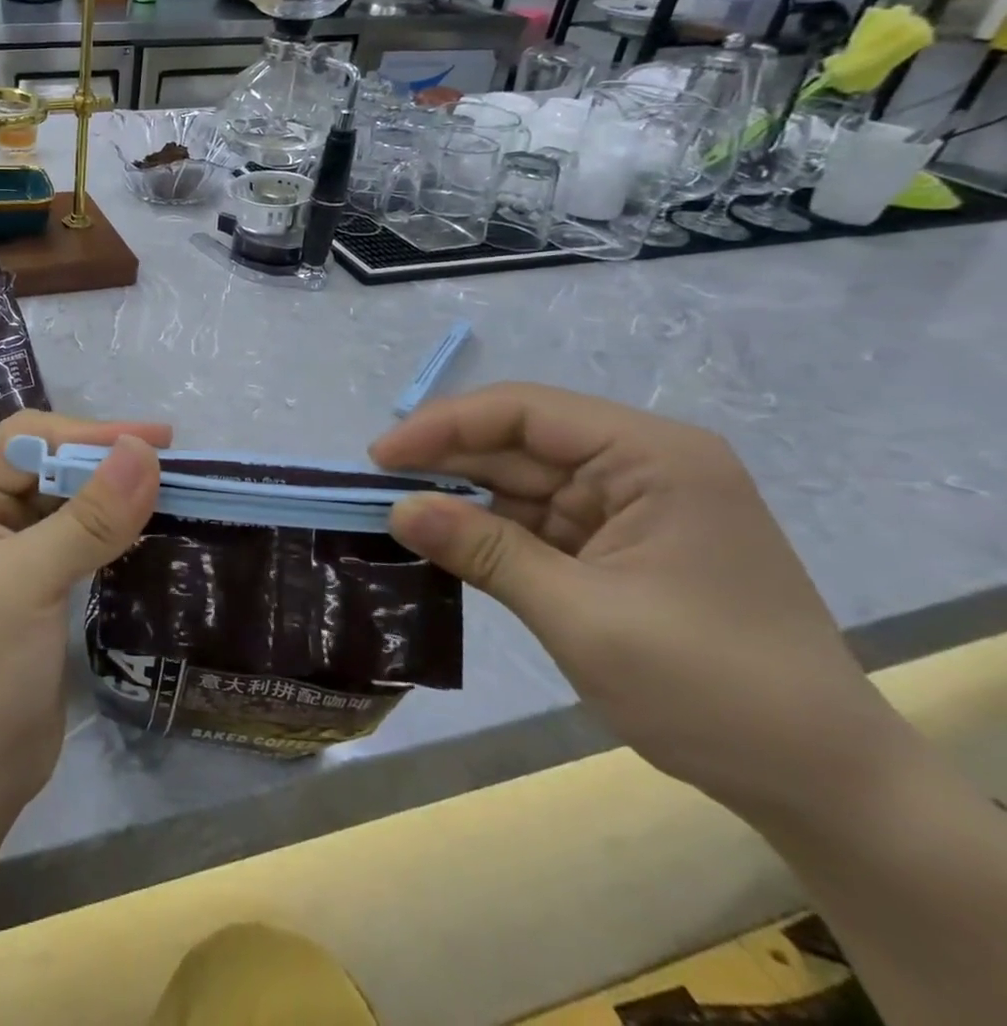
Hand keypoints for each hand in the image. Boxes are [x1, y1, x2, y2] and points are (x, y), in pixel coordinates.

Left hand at [0, 411, 168, 824]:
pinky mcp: (29, 576)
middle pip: (45, 462)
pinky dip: (106, 524)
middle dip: (103, 459)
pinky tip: (142, 521)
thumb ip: (89, 516)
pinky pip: (72, 532)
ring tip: (168, 485)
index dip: (89, 433)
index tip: (157, 439)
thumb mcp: (31, 582)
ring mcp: (1, 544)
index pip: (26, 439)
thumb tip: (144, 450)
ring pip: (63, 496)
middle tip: (171, 461)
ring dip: (110, 490)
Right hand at [370, 383, 891, 820]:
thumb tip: (397, 509)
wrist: (823, 786)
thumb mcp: (583, 616)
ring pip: (520, 480)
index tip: (379, 458)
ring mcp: (629, 506)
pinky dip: (487, 530)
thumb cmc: (712, 688)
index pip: (525, 411)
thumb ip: (484, 551)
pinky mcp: (617, 544)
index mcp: (653, 457)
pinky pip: (535, 519)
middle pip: (519, 441)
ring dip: (461, 497)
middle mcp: (641, 466)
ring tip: (396, 513)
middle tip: (375, 488)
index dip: (444, 426)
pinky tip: (443, 539)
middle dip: (446, 461)